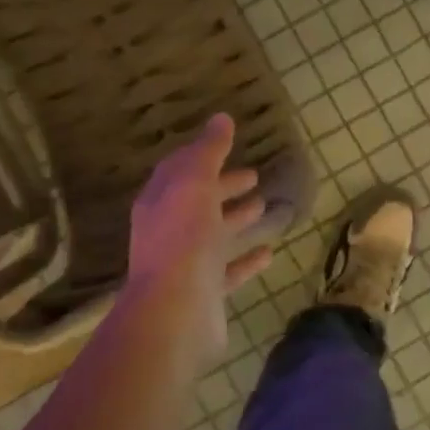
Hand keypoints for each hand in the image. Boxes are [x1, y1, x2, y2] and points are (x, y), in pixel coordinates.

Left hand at [123, 113, 273, 371]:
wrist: (176, 310)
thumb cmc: (183, 238)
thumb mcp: (194, 183)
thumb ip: (208, 151)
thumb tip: (221, 118)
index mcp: (160, 201)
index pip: (179, 170)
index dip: (202, 155)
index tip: (228, 145)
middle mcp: (169, 230)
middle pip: (198, 201)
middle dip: (223, 186)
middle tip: (253, 176)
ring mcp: (187, 263)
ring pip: (214, 235)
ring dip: (236, 219)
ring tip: (264, 206)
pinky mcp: (205, 292)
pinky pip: (228, 270)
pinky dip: (246, 259)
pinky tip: (269, 252)